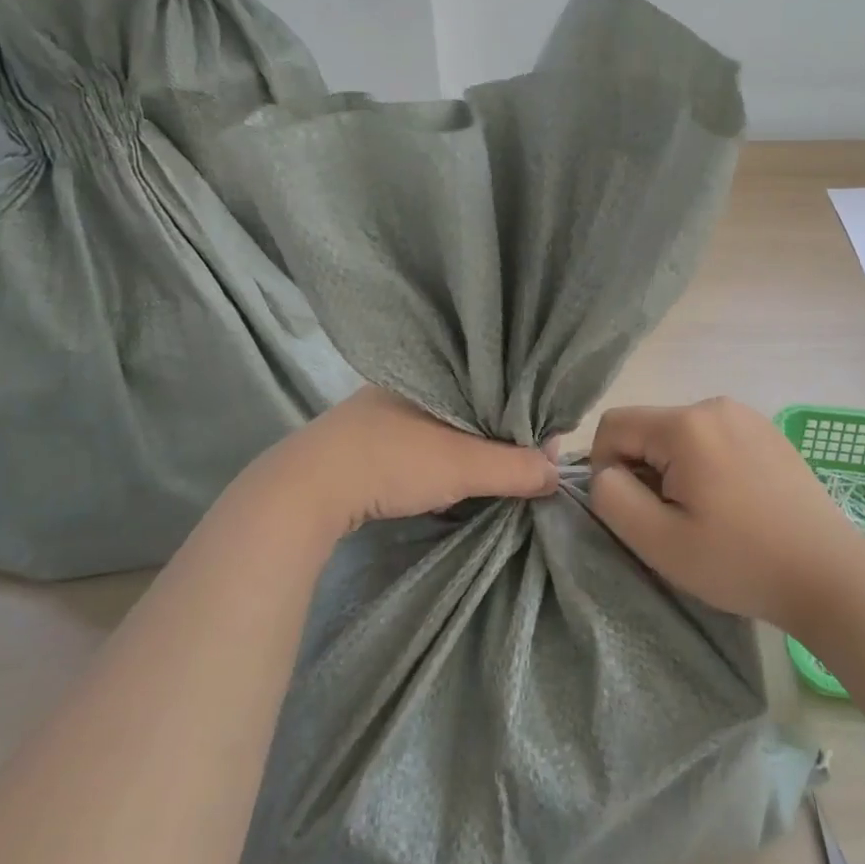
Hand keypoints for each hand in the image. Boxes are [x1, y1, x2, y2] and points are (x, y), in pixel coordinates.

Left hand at [250, 386, 560, 539]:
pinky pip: (416, 445)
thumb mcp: (464, 465)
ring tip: (484, 480)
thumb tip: (558, 473)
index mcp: (433, 372)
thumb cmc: (393, 460)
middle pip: (470, 408)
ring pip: (442, 428)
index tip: (543, 448)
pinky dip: (435, 464)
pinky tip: (440, 487)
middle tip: (518, 469)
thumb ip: (515, 467)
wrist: (306, 490)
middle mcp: (406, 384)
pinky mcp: (361, 442)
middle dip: (495, 438)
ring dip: (464, 453)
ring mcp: (379, 412)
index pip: (494, 386)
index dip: (524, 415)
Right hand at [587, 397, 864, 631]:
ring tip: (705, 515)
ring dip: (673, 469)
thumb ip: (612, 498)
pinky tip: (733, 504)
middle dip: (644, 470)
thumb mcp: (660, 542)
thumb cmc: (740, 561)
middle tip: (673, 521)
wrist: (830, 574)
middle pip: (648, 428)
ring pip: (678, 434)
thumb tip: (605, 472)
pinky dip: (704, 465)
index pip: (613, 425)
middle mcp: (714, 404)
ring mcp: (746, 414)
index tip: (633, 510)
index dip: (605, 468)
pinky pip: (712, 437)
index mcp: (686, 424)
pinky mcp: (766, 430)